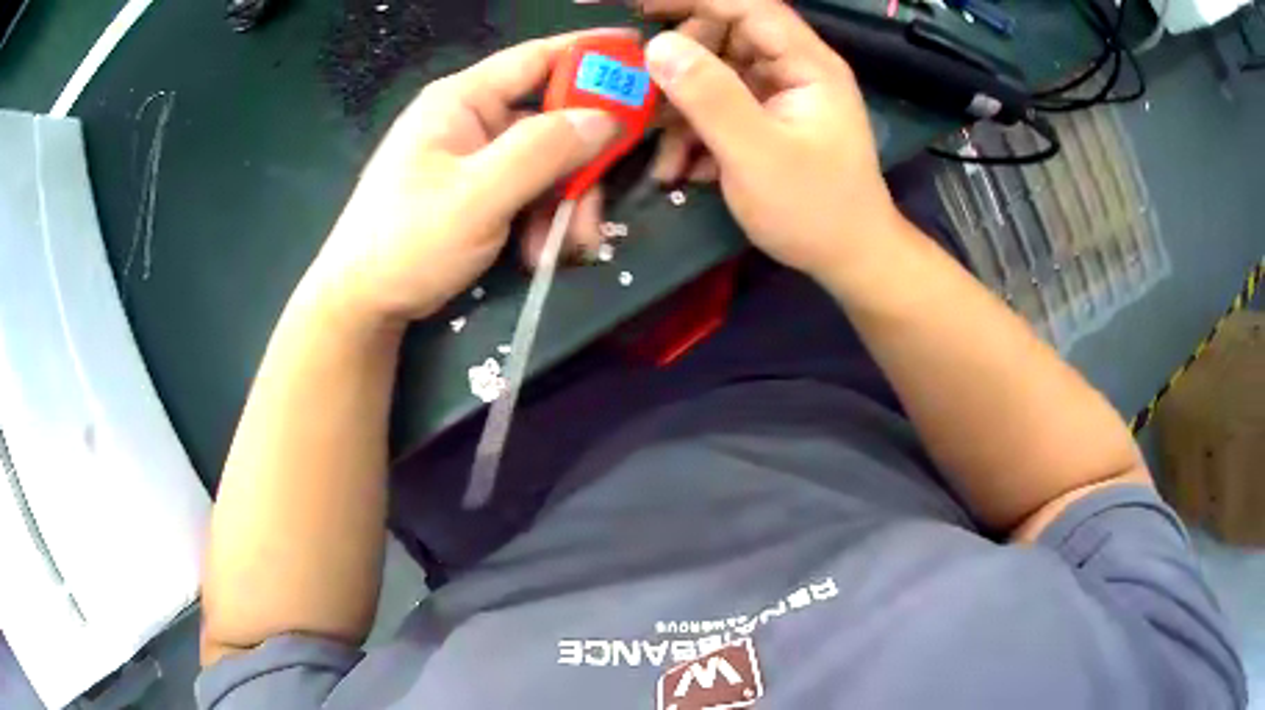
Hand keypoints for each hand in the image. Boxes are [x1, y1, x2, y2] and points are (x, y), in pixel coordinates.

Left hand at [299, 32, 626, 324]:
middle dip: (580, 166)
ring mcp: (474, 159)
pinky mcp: (476, 193)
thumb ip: (542, 151)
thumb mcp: (477, 196)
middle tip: (595, 210)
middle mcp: (472, 120)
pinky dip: (540, 221)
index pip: (536, 58)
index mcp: (462, 100)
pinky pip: (527, 193)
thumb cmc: (406, 242)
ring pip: (545, 165)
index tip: (639, 55)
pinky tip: (535, 254)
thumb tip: (605, 118)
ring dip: (562, 205)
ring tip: (559, 250)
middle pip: (550, 121)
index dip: (590, 53)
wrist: (362, 306)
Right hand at [639, 0, 903, 280]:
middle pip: (726, 37)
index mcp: (806, 64)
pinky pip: (722, 108)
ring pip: (717, 76)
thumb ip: (709, 96)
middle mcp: (794, 70)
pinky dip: (696, 133)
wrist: (850, 260)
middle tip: (644, 95)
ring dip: (682, 109)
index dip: (693, 0)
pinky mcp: (768, 122)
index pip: (747, 5)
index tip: (639, 7)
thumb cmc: (814, 210)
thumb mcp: (756, 154)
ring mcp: (781, 96)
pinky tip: (682, 168)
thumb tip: (658, 46)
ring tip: (662, 154)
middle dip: (681, 64)